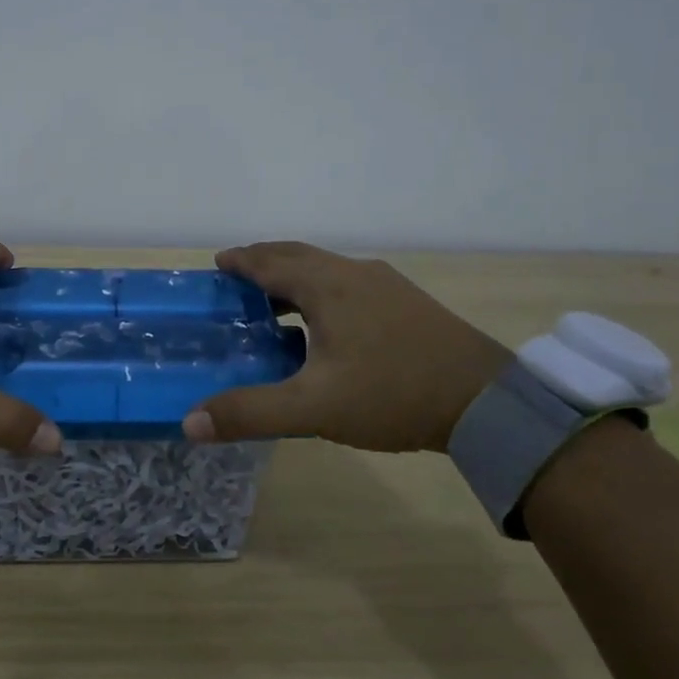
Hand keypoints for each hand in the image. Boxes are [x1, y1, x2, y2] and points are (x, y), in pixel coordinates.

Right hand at [184, 241, 510, 453]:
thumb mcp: (314, 408)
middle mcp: (356, 274)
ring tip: (274, 300)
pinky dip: (323, 291)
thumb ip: (251, 412)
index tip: (218, 263)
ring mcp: (387, 286)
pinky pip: (350, 285)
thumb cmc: (393, 394)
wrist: (488, 403)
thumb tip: (190, 422)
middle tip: (238, 276)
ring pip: (328, 269)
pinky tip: (326, 325)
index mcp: (328, 287)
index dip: (241, 261)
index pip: (272, 262)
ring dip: (295, 276)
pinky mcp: (409, 304)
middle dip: (266, 261)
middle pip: (300, 256)